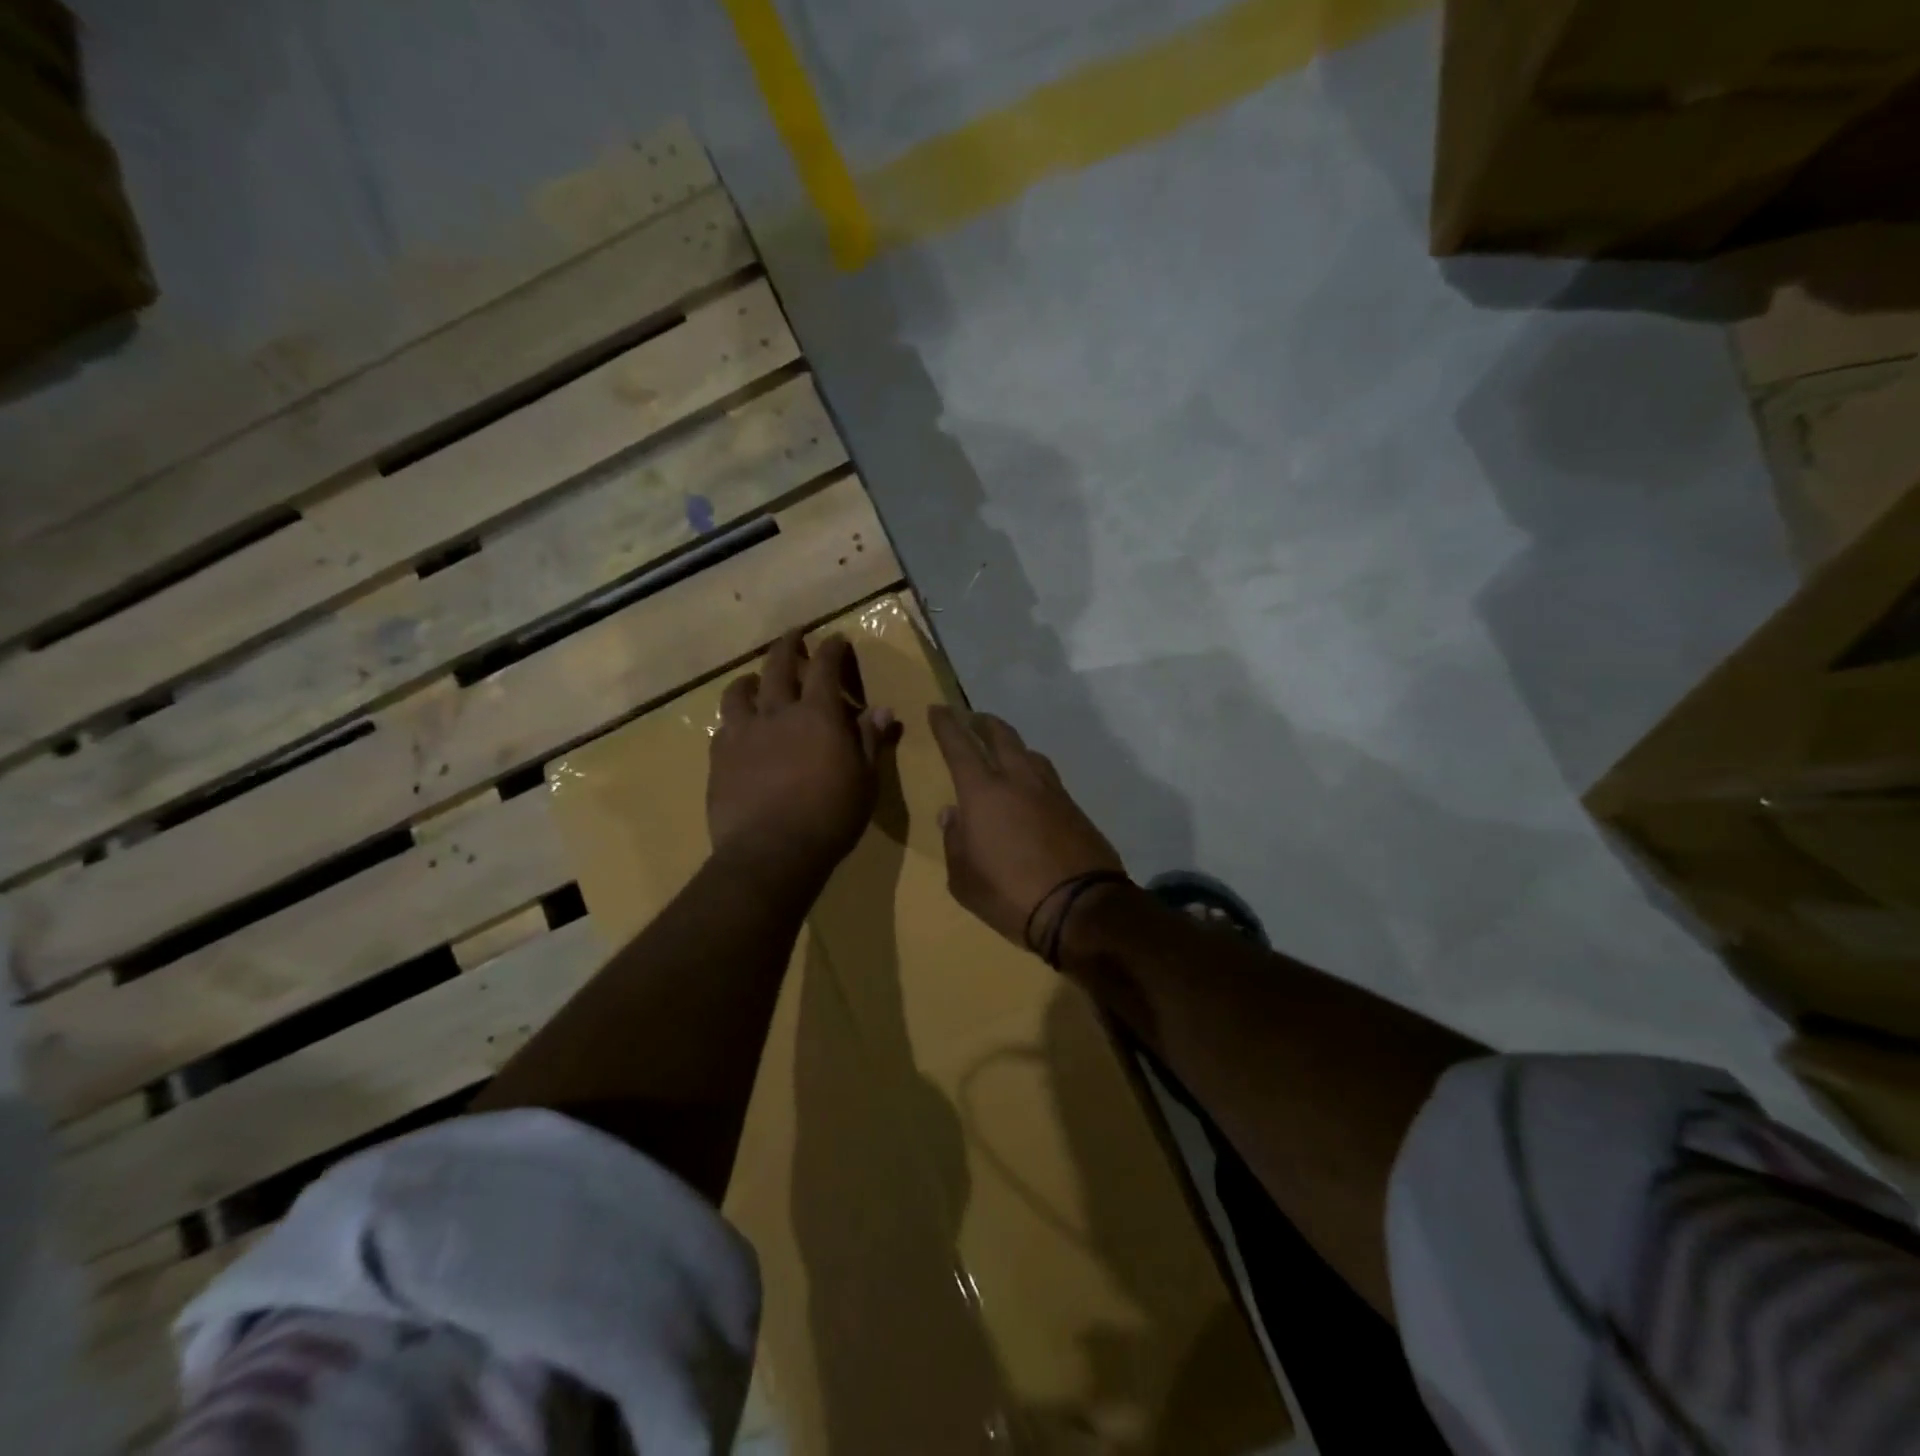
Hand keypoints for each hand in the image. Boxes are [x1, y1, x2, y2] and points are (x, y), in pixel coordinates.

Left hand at [708, 631, 896, 890]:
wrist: (770, 852)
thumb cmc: (830, 817)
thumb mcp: (865, 781)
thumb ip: (870, 740)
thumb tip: (883, 709)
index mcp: (817, 714)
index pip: (825, 666)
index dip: (831, 648)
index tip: (836, 638)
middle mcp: (777, 713)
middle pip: (777, 665)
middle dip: (788, 645)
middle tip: (793, 635)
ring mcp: (742, 733)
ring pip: (739, 692)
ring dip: (751, 679)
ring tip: (754, 680)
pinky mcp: (719, 758)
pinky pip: (722, 727)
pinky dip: (732, 719)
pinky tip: (736, 728)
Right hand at [927, 705, 1124, 950]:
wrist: (1080, 908)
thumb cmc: (1010, 894)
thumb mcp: (964, 879)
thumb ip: (954, 841)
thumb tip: (952, 813)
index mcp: (983, 793)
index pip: (959, 747)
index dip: (947, 726)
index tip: (938, 709)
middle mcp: (1018, 780)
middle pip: (1001, 736)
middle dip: (983, 722)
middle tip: (973, 718)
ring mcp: (1051, 791)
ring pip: (1029, 752)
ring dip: (1012, 744)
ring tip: (1004, 749)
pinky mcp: (1074, 807)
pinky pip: (1048, 776)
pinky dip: (1033, 769)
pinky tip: (1031, 785)